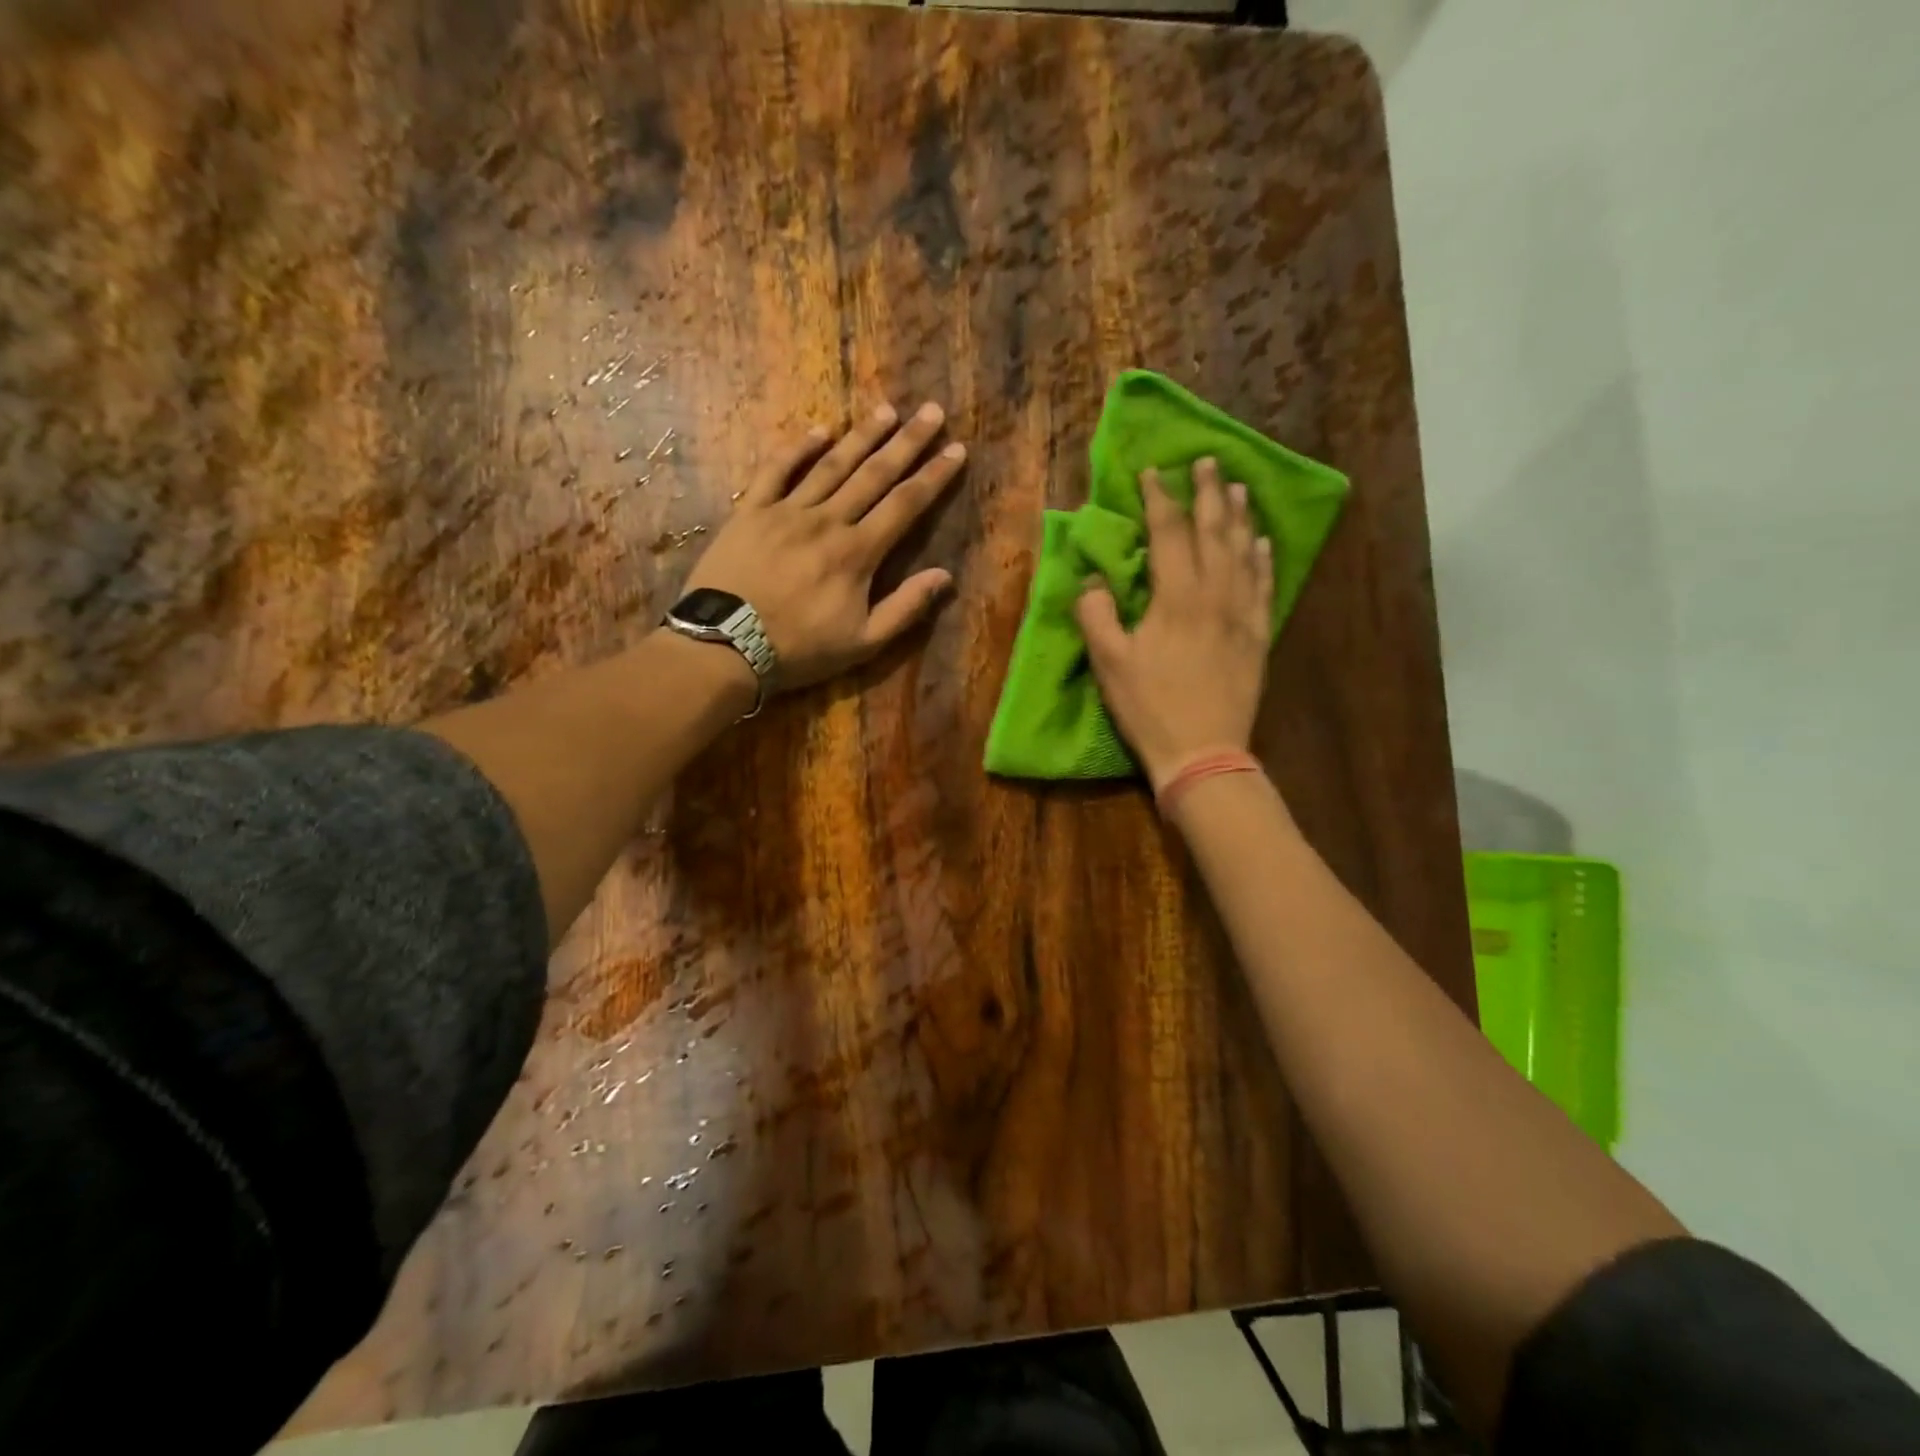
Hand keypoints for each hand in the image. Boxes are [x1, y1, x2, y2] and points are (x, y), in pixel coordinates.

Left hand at [685, 402, 965, 690]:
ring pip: (831, 465)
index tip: (956, 449)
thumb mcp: (863, 643)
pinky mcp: (751, 511)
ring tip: (885, 410)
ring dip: (861, 436)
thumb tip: (944, 575)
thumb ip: (905, 608)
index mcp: (858, 553)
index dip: (933, 476)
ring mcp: (786, 511)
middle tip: (931, 410)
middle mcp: (827, 521)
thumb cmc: (800, 649)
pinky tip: (818, 430)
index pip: (905, 505)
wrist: (725, 645)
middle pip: (874, 474)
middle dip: (907, 442)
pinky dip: (798, 449)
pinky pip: (776, 471)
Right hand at [1075, 459, 1273, 786]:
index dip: (1160, 499)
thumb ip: (1096, 614)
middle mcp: (1215, 594)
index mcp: (1176, 597)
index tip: (1154, 472)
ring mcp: (1242, 614)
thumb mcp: (1108, 663)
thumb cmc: (1149, 707)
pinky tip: (1263, 542)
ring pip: (1244, 552)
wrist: (1203, 752)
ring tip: (1238, 487)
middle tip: (1208, 461)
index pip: (1169, 532)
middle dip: (1209, 492)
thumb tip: (1093, 578)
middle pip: (1214, 531)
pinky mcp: (1257, 636)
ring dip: (1240, 516)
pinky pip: (1264, 585)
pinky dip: (1263, 558)